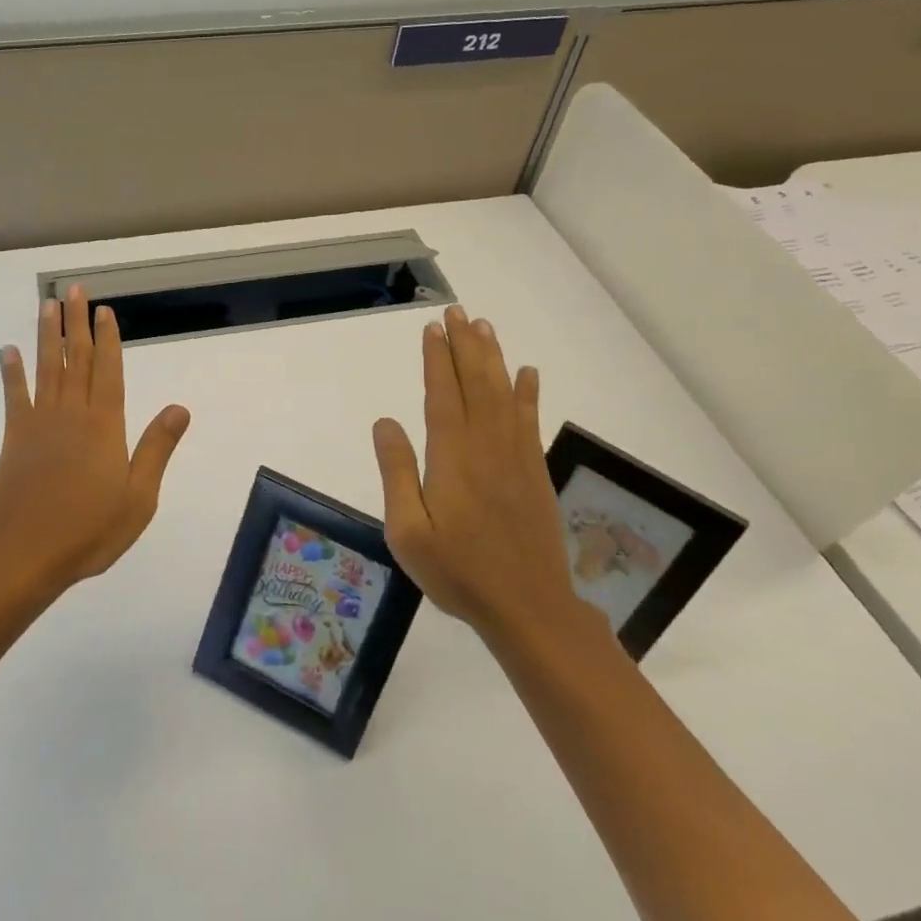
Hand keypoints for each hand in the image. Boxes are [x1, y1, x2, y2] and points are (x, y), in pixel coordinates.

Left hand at [0, 286, 191, 593]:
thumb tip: (180, 408)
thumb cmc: (89, 530)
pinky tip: (8, 352)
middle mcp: (72, 414)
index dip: (107, 339)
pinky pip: (14, 397)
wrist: (24, 554)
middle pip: (75, 359)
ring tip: (46, 305)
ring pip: (45, 368)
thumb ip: (156, 448)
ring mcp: (39, 424)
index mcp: (105, 426)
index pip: (108, 370)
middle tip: (73, 290)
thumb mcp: (139, 497)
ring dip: (46, 335)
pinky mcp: (14, 439)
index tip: (104, 310)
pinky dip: (11, 373)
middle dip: (76, 323)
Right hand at [371, 306, 588, 636]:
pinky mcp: (535, 472)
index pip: (443, 395)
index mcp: (452, 457)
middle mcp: (487, 446)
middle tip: (457, 312)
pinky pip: (530, 420)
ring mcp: (516, 457)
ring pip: (504, 393)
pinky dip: (528, 393)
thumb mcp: (408, 532)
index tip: (432, 329)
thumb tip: (385, 422)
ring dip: (493, 358)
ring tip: (484, 327)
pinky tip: (528, 373)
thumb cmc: (458, 572)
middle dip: (464, 345)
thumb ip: (396, 473)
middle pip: (476, 383)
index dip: (437, 359)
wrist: (528, 608)